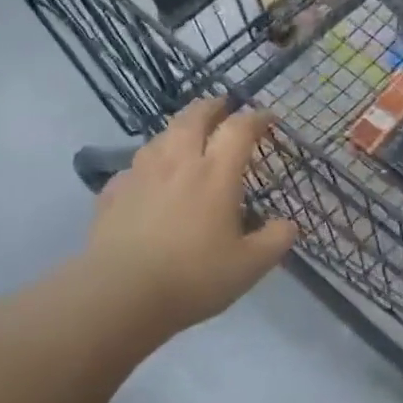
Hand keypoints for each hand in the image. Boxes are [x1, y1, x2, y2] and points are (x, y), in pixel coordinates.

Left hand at [82, 99, 297, 337]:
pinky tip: (147, 178)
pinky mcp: (113, 193)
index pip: (239, 129)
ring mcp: (141, 175)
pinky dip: (147, 165)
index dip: (256, 118)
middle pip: (194, 117)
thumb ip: (275, 241)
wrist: (120, 296)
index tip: (268, 118)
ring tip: (186, 135)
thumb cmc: (193, 277)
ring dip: (178, 128)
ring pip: (161, 136)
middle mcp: (178, 163)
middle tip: (223, 106)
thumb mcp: (249, 266)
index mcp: (216, 174)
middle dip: (212, 106)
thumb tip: (289, 224)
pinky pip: (133, 168)